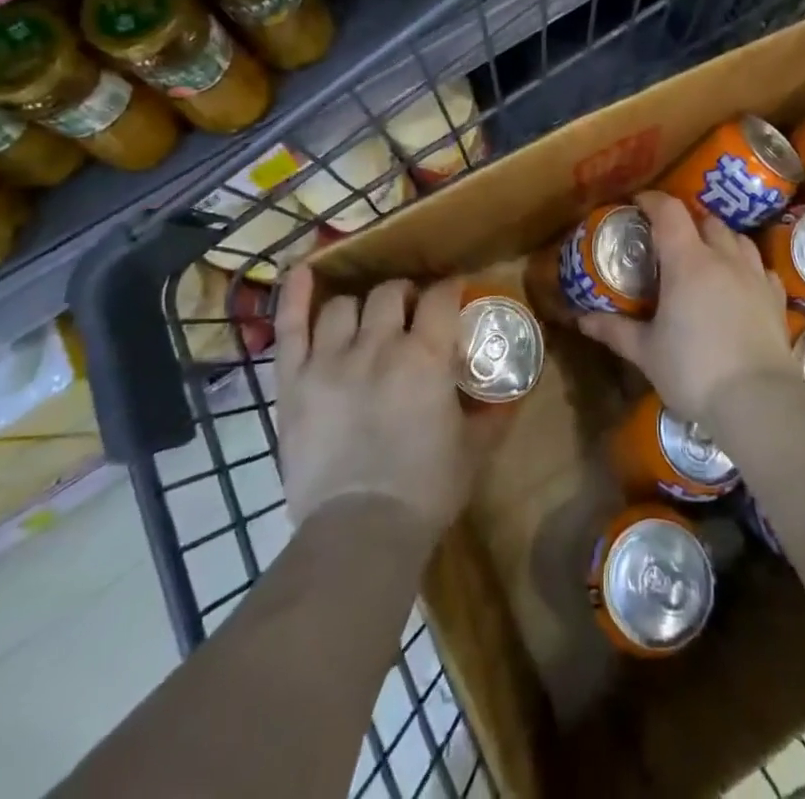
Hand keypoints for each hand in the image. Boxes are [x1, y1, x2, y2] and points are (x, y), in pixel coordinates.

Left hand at [274, 268, 501, 534]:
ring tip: (367, 320)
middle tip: (412, 312)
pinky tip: (302, 272)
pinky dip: (294, 296)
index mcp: (426, 357)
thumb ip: (494, 413)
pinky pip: (290, 326)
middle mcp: (378, 345)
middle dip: (407, 295)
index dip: (450, 290)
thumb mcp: (474, 450)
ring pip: (345, 305)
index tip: (454, 295)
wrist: (360, 533)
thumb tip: (514, 392)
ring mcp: (330, 359)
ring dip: (362, 307)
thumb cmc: (426, 490)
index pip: (441, 298)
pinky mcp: (294, 380)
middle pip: (391, 292)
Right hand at [576, 190, 798, 424]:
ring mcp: (755, 277)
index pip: (670, 212)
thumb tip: (582, 319)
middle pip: (707, 221)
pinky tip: (740, 282)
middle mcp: (724, 258)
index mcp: (687, 262)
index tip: (638, 204)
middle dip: (687, 222)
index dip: (653, 201)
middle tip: (669, 239)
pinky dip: (747, 266)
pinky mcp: (777, 299)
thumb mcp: (646, 352)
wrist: (759, 402)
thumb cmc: (694, 371)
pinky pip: (762, 268)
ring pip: (738, 239)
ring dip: (719, 239)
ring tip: (705, 255)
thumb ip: (615, 330)